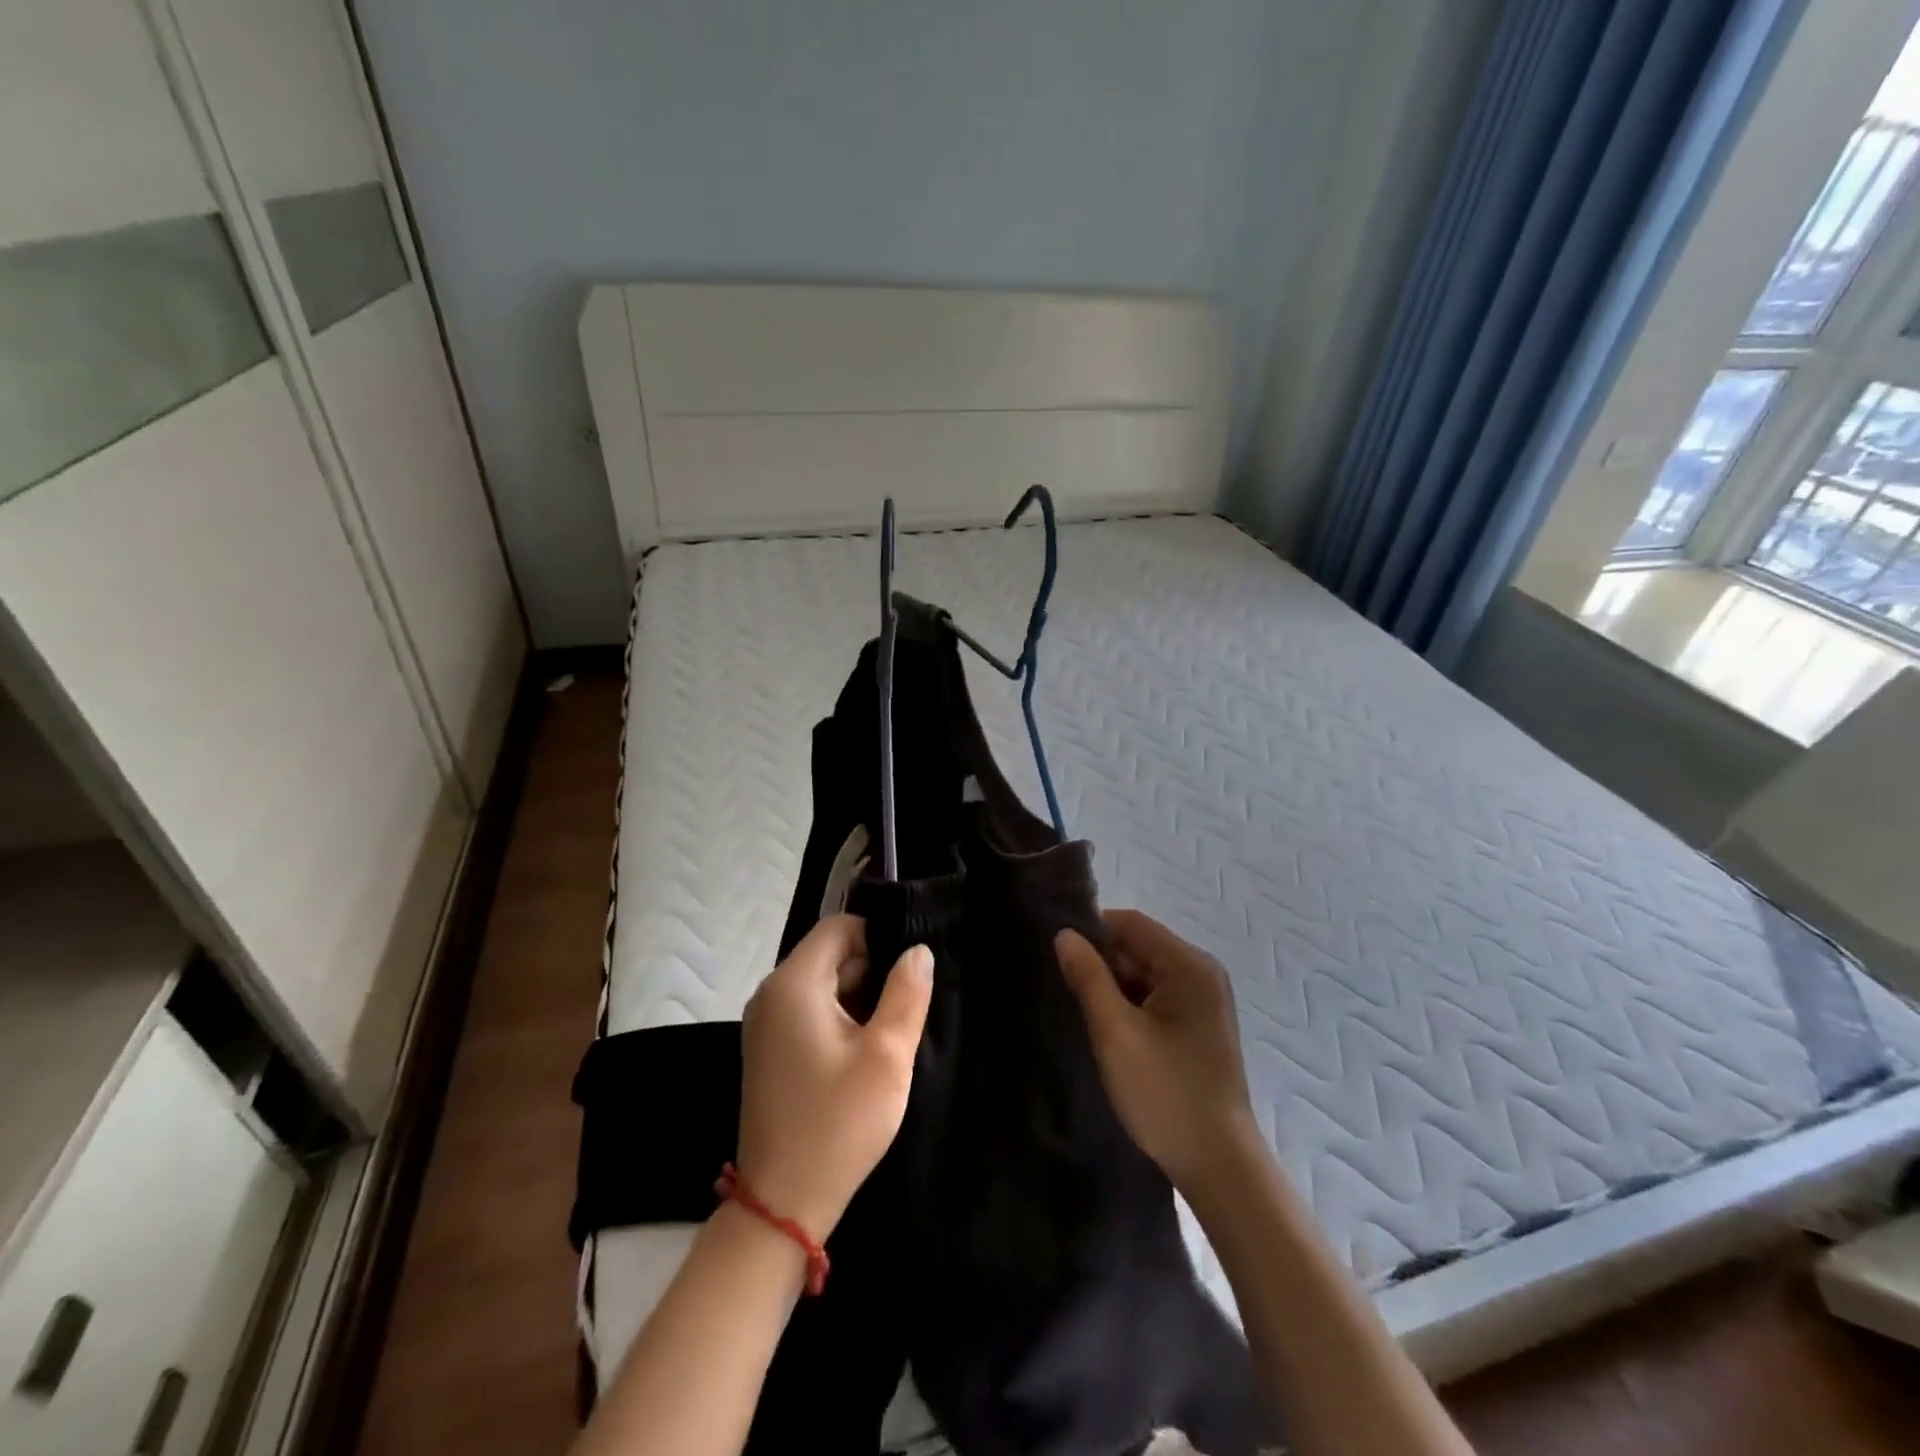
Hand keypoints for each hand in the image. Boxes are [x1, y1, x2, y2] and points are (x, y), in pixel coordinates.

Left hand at [738, 915, 933, 1241]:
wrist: (782, 1205)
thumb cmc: (838, 1124)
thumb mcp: (886, 1056)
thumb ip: (907, 993)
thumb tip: (918, 950)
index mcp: (793, 983)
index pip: (839, 927)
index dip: (879, 938)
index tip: (910, 971)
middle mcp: (771, 994)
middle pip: (830, 954)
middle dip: (872, 972)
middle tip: (907, 1008)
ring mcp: (766, 1023)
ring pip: (823, 984)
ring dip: (859, 998)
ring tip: (891, 1033)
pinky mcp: (769, 1050)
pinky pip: (810, 1011)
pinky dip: (840, 1020)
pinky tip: (864, 1053)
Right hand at [1056, 910, 1260, 1195]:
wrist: (1219, 1167)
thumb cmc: (1165, 1093)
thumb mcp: (1115, 1032)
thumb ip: (1088, 977)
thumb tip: (1064, 935)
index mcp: (1189, 966)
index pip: (1131, 923)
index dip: (1092, 932)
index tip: (1057, 955)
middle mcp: (1201, 974)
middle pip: (1139, 947)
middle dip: (1102, 964)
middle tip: (1065, 990)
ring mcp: (1203, 1001)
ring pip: (1144, 974)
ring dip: (1113, 989)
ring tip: (1080, 1012)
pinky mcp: (1198, 1026)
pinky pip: (1155, 998)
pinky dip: (1129, 1007)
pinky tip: (1109, 1031)